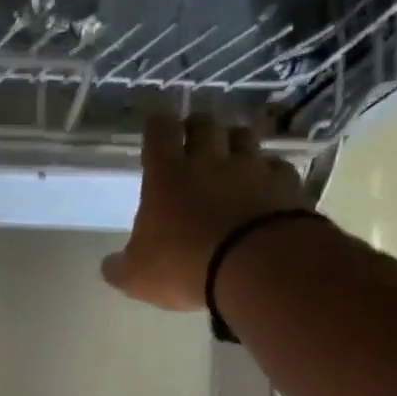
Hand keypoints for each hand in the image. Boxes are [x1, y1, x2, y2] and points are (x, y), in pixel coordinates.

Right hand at [101, 116, 305, 312]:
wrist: (256, 266)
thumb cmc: (184, 266)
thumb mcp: (138, 276)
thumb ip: (121, 267)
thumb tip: (110, 265)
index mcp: (166, 176)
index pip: (159, 133)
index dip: (156, 123)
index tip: (155, 119)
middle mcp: (209, 162)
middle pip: (204, 124)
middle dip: (196, 125)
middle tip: (192, 133)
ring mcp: (251, 169)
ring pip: (243, 136)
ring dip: (234, 139)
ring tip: (230, 148)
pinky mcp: (286, 184)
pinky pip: (276, 166)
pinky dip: (268, 169)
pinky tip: (265, 180)